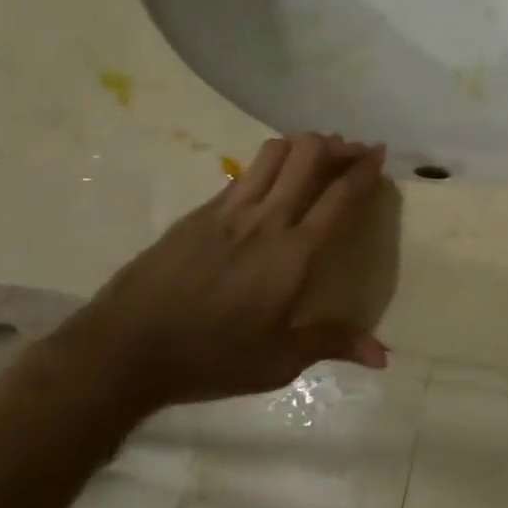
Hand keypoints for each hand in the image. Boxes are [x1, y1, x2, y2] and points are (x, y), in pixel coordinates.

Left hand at [48, 133, 388, 415]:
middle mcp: (266, 220)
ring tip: (316, 155)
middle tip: (351, 151)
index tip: (378, 153)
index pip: (339, 196)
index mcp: (294, 254)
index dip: (363, 168)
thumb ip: (333, 344)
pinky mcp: (199, 213)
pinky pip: (244, 173)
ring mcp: (229, 211)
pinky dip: (269, 165)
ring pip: (274, 153)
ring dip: (302, 146)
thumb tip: (383, 358)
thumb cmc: (211, 358)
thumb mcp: (279, 361)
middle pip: (308, 156)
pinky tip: (271, 182)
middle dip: (336, 146)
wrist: (124, 350)